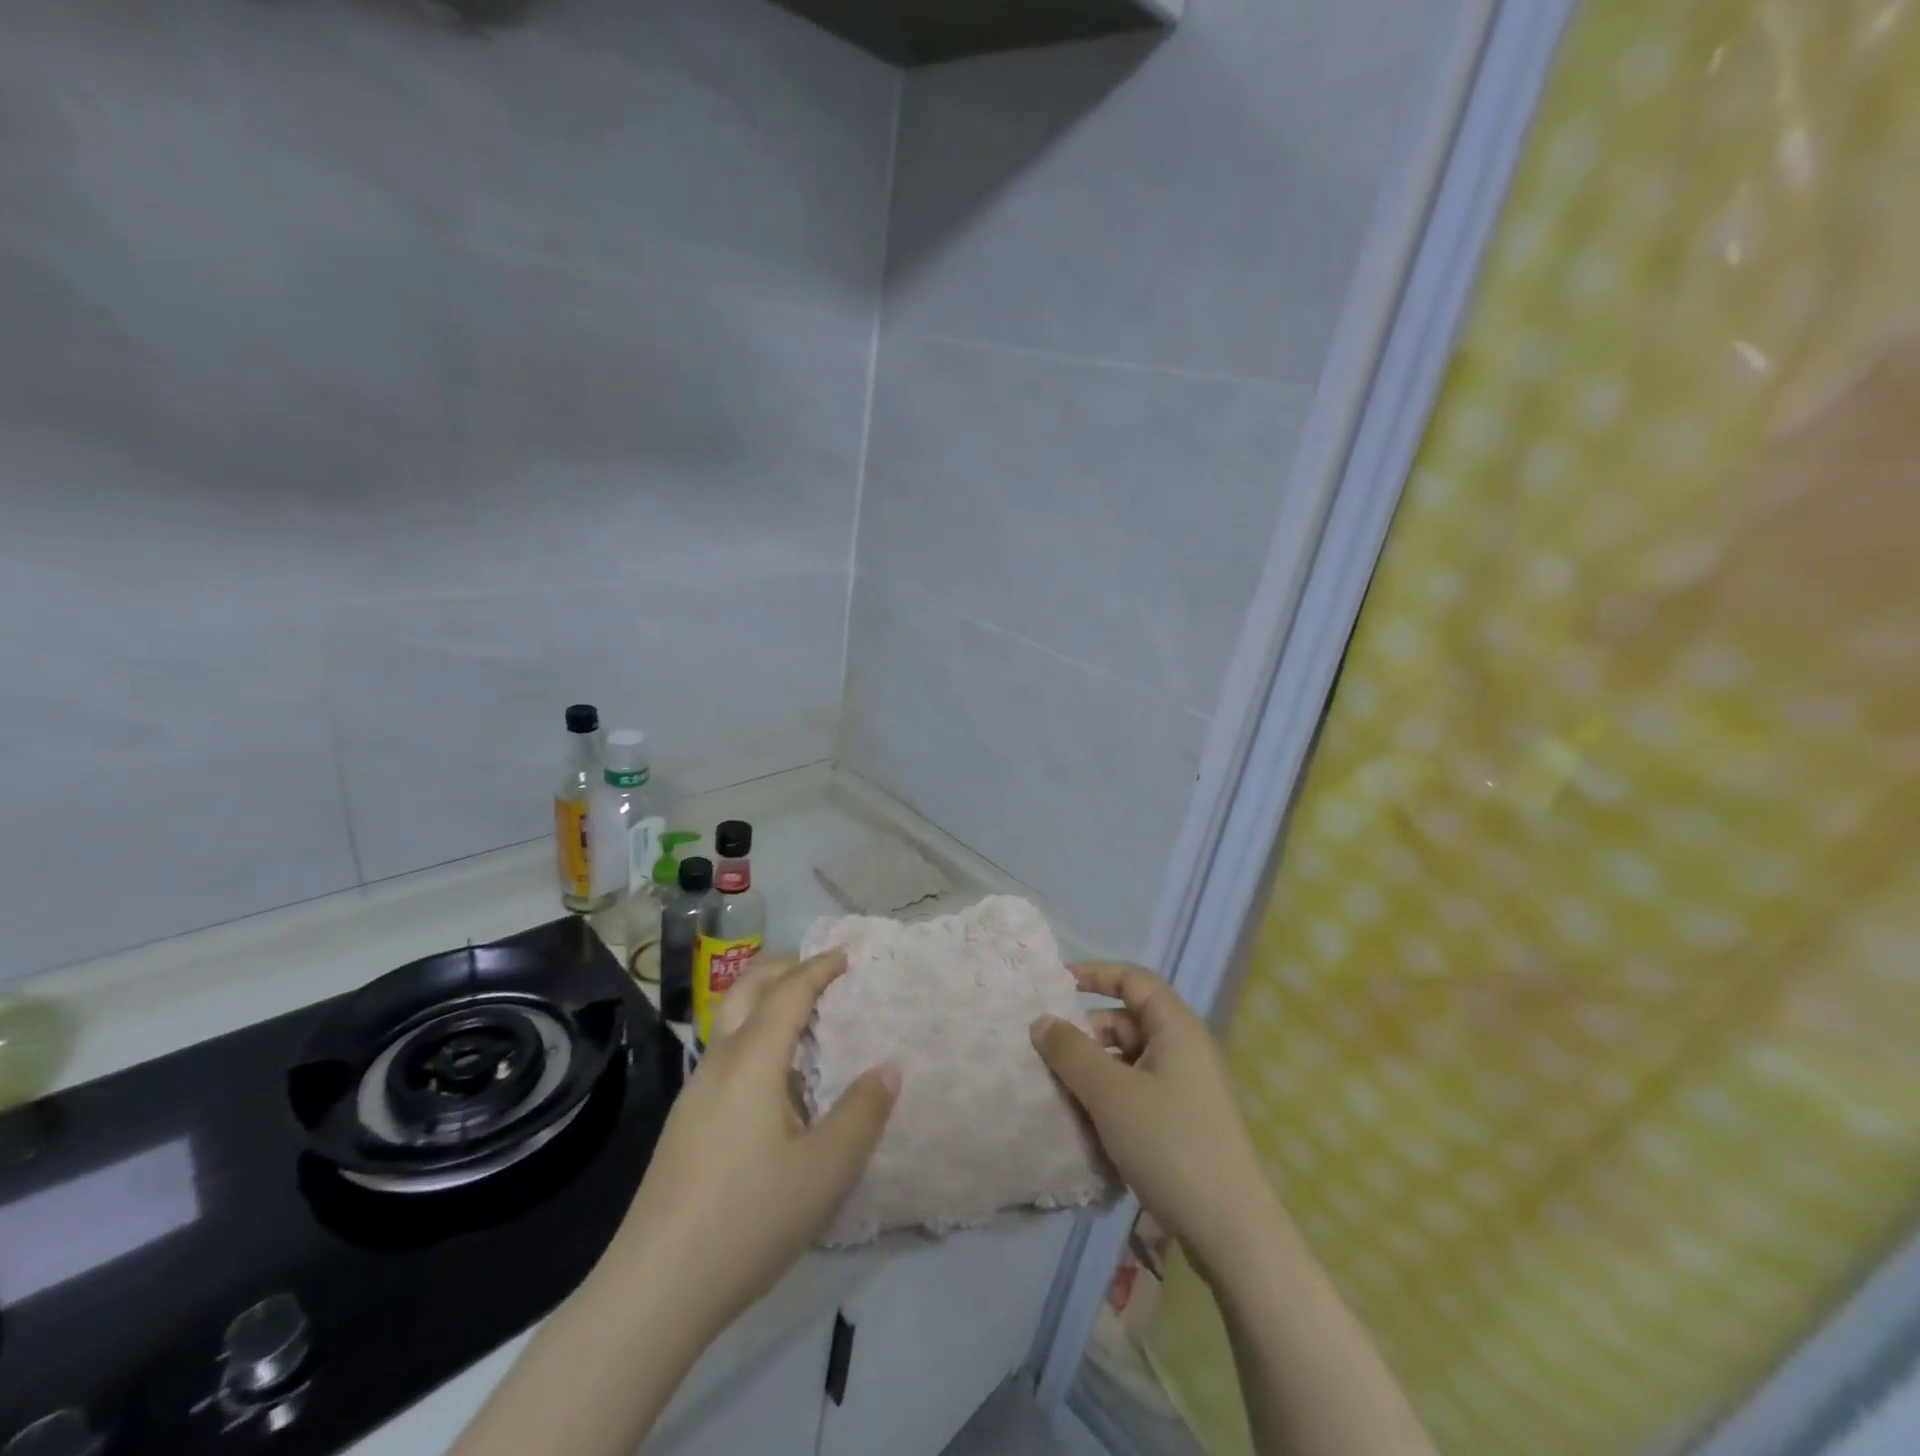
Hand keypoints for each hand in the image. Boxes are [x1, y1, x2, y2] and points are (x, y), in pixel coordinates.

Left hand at [618, 950, 900, 1343]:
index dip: (820, 968)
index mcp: (752, 1061)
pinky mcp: (685, 1123)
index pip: (788, 992)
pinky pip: (725, 1051)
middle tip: (822, 967)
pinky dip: (754, 1032)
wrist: (652, 1291)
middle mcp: (719, 1063)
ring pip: (730, 1019)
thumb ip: (862, 1114)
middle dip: (785, 967)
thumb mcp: (825, 1171)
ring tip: (803, 1014)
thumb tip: (888, 1068)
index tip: (848, 955)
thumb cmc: (747, 1220)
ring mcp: (695, 1093)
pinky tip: (774, 1075)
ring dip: (765, 998)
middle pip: (747, 989)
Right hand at [1031, 961, 1275, 1276]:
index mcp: (1176, 1028)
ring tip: (1060, 1093)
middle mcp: (1185, 1049)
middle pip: (1128, 1021)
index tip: (1056, 985)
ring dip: (1094, 1070)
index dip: (1094, 974)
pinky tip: (1087, 1123)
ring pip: (1129, 1060)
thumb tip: (1041, 1021)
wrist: (1232, 1231)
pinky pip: (1138, 1091)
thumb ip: (1071, 1052)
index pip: (1132, 979)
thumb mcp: (1110, 1093)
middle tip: (1049, 1055)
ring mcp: (1187, 1087)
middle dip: (1086, 1033)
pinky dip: (1110, 1096)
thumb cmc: (1170, 1144)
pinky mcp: (1184, 1121)